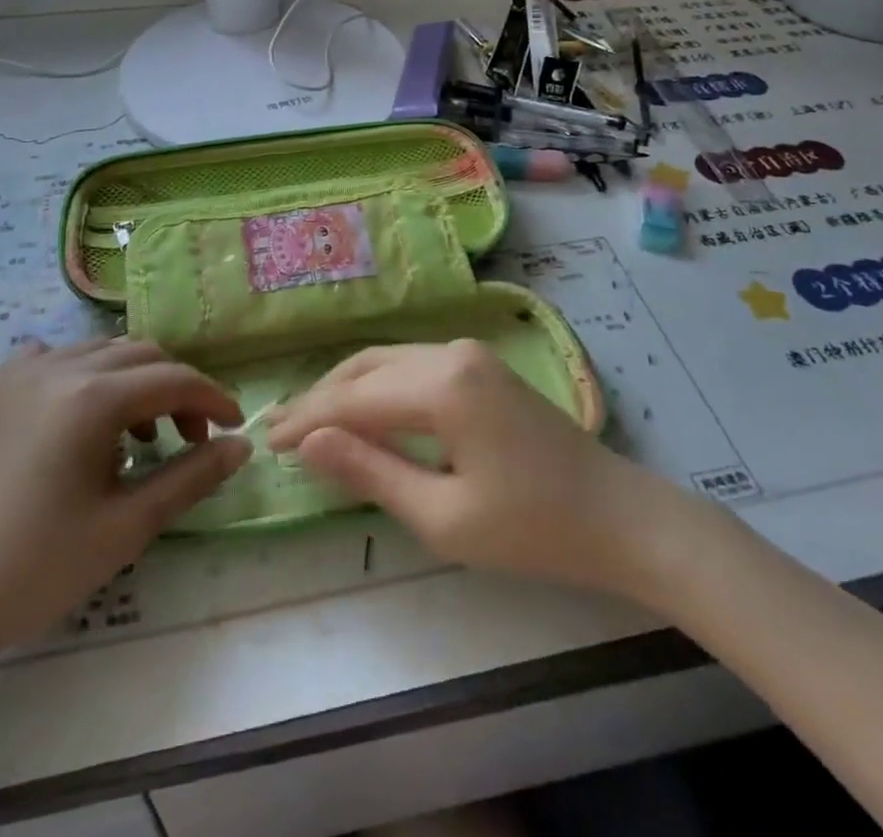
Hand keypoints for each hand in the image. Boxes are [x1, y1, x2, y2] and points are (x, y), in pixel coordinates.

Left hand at [0, 338, 247, 662]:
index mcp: (92, 397)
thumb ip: (192, 477)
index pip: (173, 379)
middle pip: (141, 357)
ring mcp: (20, 374)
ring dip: (133, 384)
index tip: (233, 428)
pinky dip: (82, 375)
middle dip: (176, 391)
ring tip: (137, 439)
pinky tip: (79, 414)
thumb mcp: (127, 527)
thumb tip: (241, 446)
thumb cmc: (36, 568)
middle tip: (188, 441)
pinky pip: (53, 359)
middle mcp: (59, 367)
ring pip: (100, 354)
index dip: (212, 399)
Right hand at [266, 339, 654, 593]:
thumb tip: (310, 442)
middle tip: (276, 429)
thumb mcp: (443, 517)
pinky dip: (376, 387)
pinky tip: (359, 411)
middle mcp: (450, 352)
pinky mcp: (479, 365)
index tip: (265, 442)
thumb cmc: (532, 529)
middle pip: (365, 368)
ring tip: (307, 420)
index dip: (307, 421)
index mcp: (442, 386)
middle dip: (319, 398)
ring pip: (386, 361)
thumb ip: (371, 472)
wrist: (617, 516)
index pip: (352, 398)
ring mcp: (468, 353)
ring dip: (345, 389)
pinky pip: (411, 366)